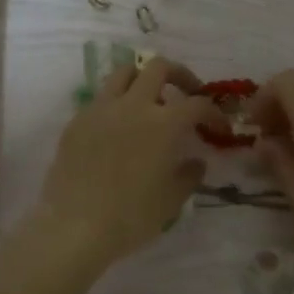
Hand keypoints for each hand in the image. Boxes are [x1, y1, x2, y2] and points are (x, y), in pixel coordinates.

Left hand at [36, 58, 228, 265]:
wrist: (74, 226)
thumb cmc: (131, 216)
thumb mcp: (172, 200)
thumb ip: (189, 175)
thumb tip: (195, 161)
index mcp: (163, 123)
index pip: (197, 104)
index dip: (213, 112)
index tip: (218, 127)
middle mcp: (133, 105)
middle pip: (159, 67)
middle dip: (179, 75)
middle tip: (186, 93)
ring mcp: (101, 109)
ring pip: (124, 72)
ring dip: (142, 78)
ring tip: (149, 99)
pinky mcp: (77, 121)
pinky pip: (101, 98)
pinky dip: (116, 103)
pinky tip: (118, 127)